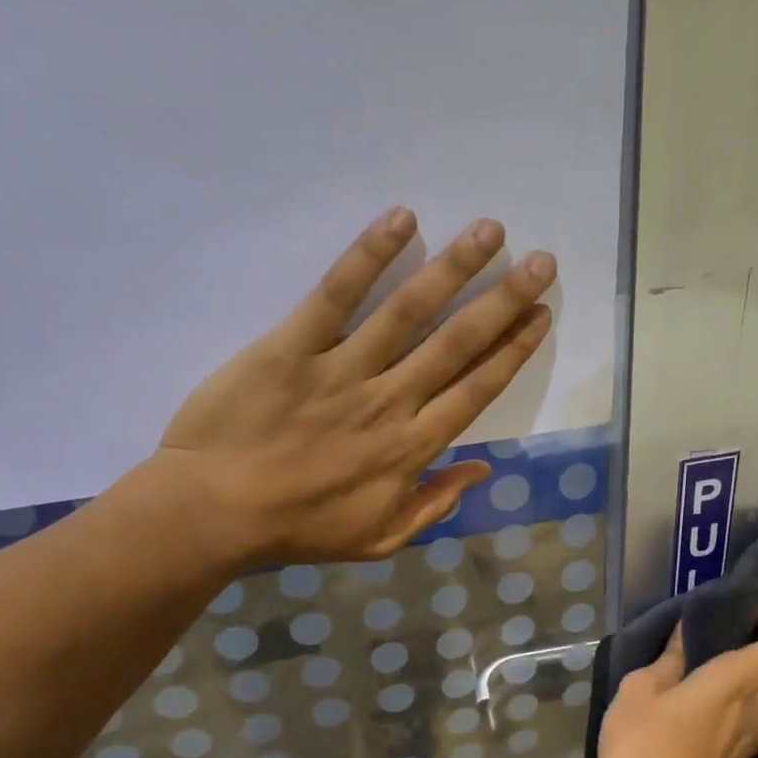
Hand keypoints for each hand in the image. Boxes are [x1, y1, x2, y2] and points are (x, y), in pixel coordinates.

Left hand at [149, 207, 553, 566]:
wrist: (215, 513)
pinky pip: (336, 295)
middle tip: (541, 262)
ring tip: (490, 230)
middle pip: (458, 343)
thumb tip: (482, 470)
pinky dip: (369, 255)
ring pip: (409, 312)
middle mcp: (391, 401)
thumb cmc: (300, 528)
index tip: (541, 315)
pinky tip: (401, 219)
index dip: (514, 350)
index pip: (477, 389)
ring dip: (454, 268)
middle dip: (504, 300)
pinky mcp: (293, 346)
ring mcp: (343, 370)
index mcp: (413, 447)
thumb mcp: (381, 538)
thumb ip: (436, 504)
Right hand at [598, 610, 757, 757]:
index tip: (749, 613)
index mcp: (733, 684)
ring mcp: (757, 738)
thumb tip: (686, 634)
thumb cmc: (640, 749)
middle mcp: (756, 709)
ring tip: (750, 663)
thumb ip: (668, 660)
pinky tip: (742, 699)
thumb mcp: (638, 692)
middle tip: (751, 634)